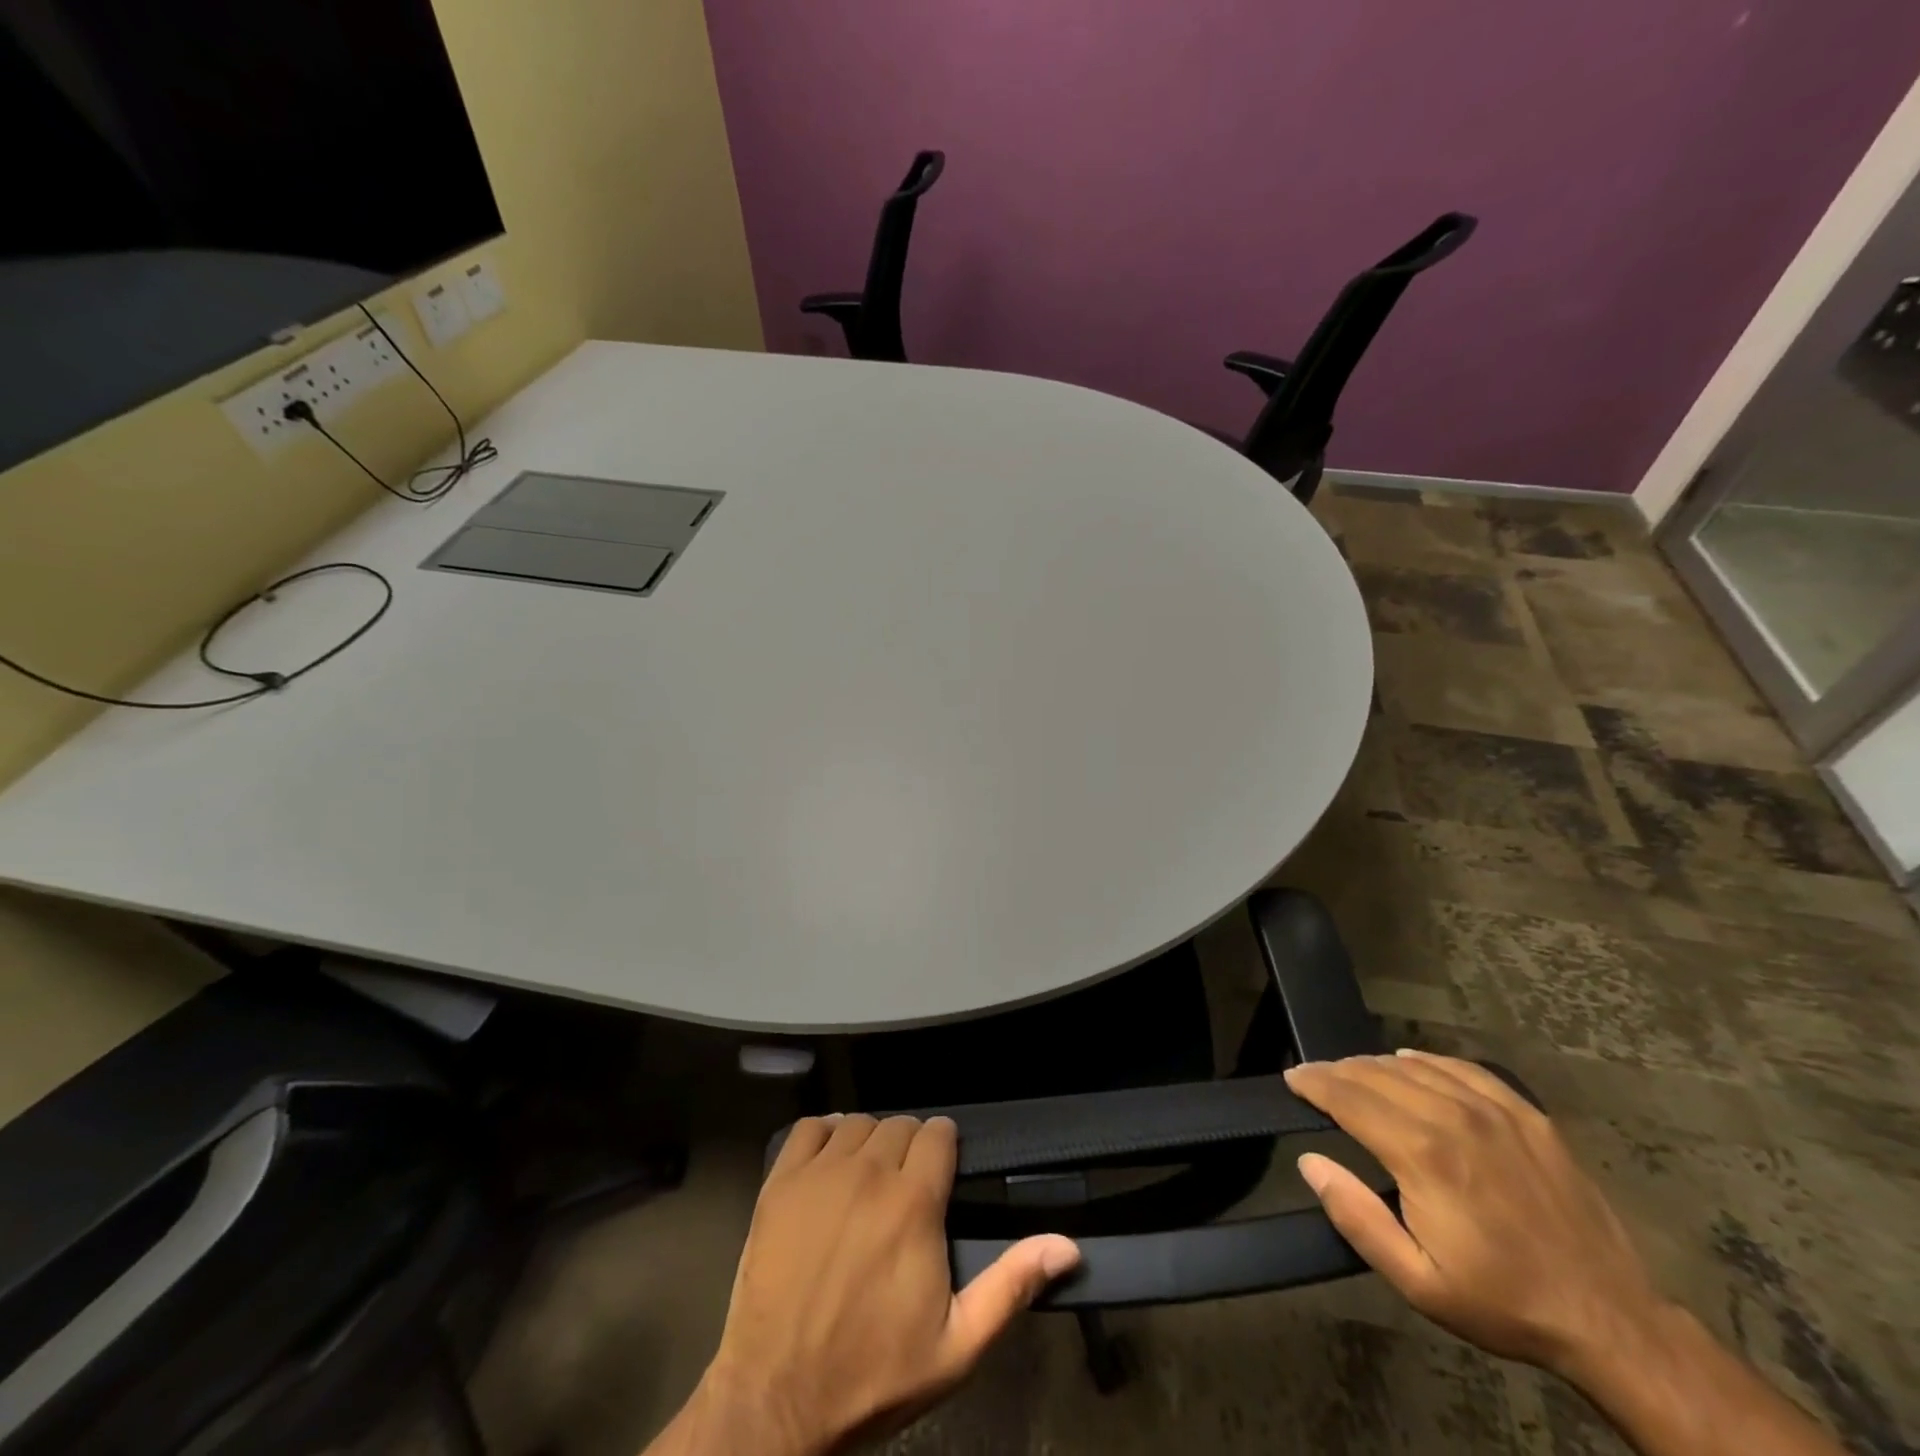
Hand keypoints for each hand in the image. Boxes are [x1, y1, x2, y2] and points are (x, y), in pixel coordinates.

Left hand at [671, 1114, 1078, 1455]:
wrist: (777, 1401)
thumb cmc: (873, 1374)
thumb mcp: (957, 1346)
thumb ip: (1012, 1285)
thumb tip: (1067, 1244)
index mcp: (915, 1202)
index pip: (939, 1133)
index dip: (944, 1148)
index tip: (942, 1173)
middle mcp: (870, 1172)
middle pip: (901, 1124)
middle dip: (910, 1148)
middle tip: (906, 1187)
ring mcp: (821, 1173)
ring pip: (859, 1123)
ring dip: (870, 1142)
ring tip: (869, 1179)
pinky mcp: (781, 1182)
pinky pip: (810, 1128)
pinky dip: (824, 1134)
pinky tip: (829, 1161)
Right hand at [1284, 1050, 1665, 1382]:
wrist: (1610, 1319)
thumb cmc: (1503, 1302)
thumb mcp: (1418, 1282)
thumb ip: (1356, 1217)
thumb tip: (1309, 1161)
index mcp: (1422, 1155)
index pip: (1348, 1097)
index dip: (1313, 1083)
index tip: (1291, 1077)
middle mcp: (1453, 1117)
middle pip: (1375, 1074)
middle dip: (1336, 1071)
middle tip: (1314, 1078)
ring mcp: (1494, 1110)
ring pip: (1414, 1065)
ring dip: (1374, 1064)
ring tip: (1353, 1073)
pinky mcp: (1526, 1114)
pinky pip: (1462, 1068)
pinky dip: (1426, 1060)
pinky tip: (1410, 1061)